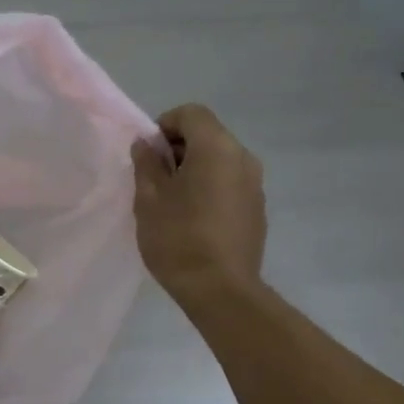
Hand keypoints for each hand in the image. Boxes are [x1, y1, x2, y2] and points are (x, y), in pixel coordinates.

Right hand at [130, 103, 265, 311]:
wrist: (220, 289)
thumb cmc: (178, 239)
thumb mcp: (149, 199)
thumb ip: (147, 164)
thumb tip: (146, 144)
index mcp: (216, 148)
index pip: (191, 113)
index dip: (164, 125)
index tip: (148, 154)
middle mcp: (243, 157)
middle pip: (208, 135)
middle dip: (179, 149)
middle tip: (155, 179)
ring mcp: (255, 184)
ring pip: (220, 160)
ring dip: (196, 170)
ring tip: (173, 202)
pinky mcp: (257, 208)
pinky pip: (230, 184)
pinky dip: (211, 188)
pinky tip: (194, 220)